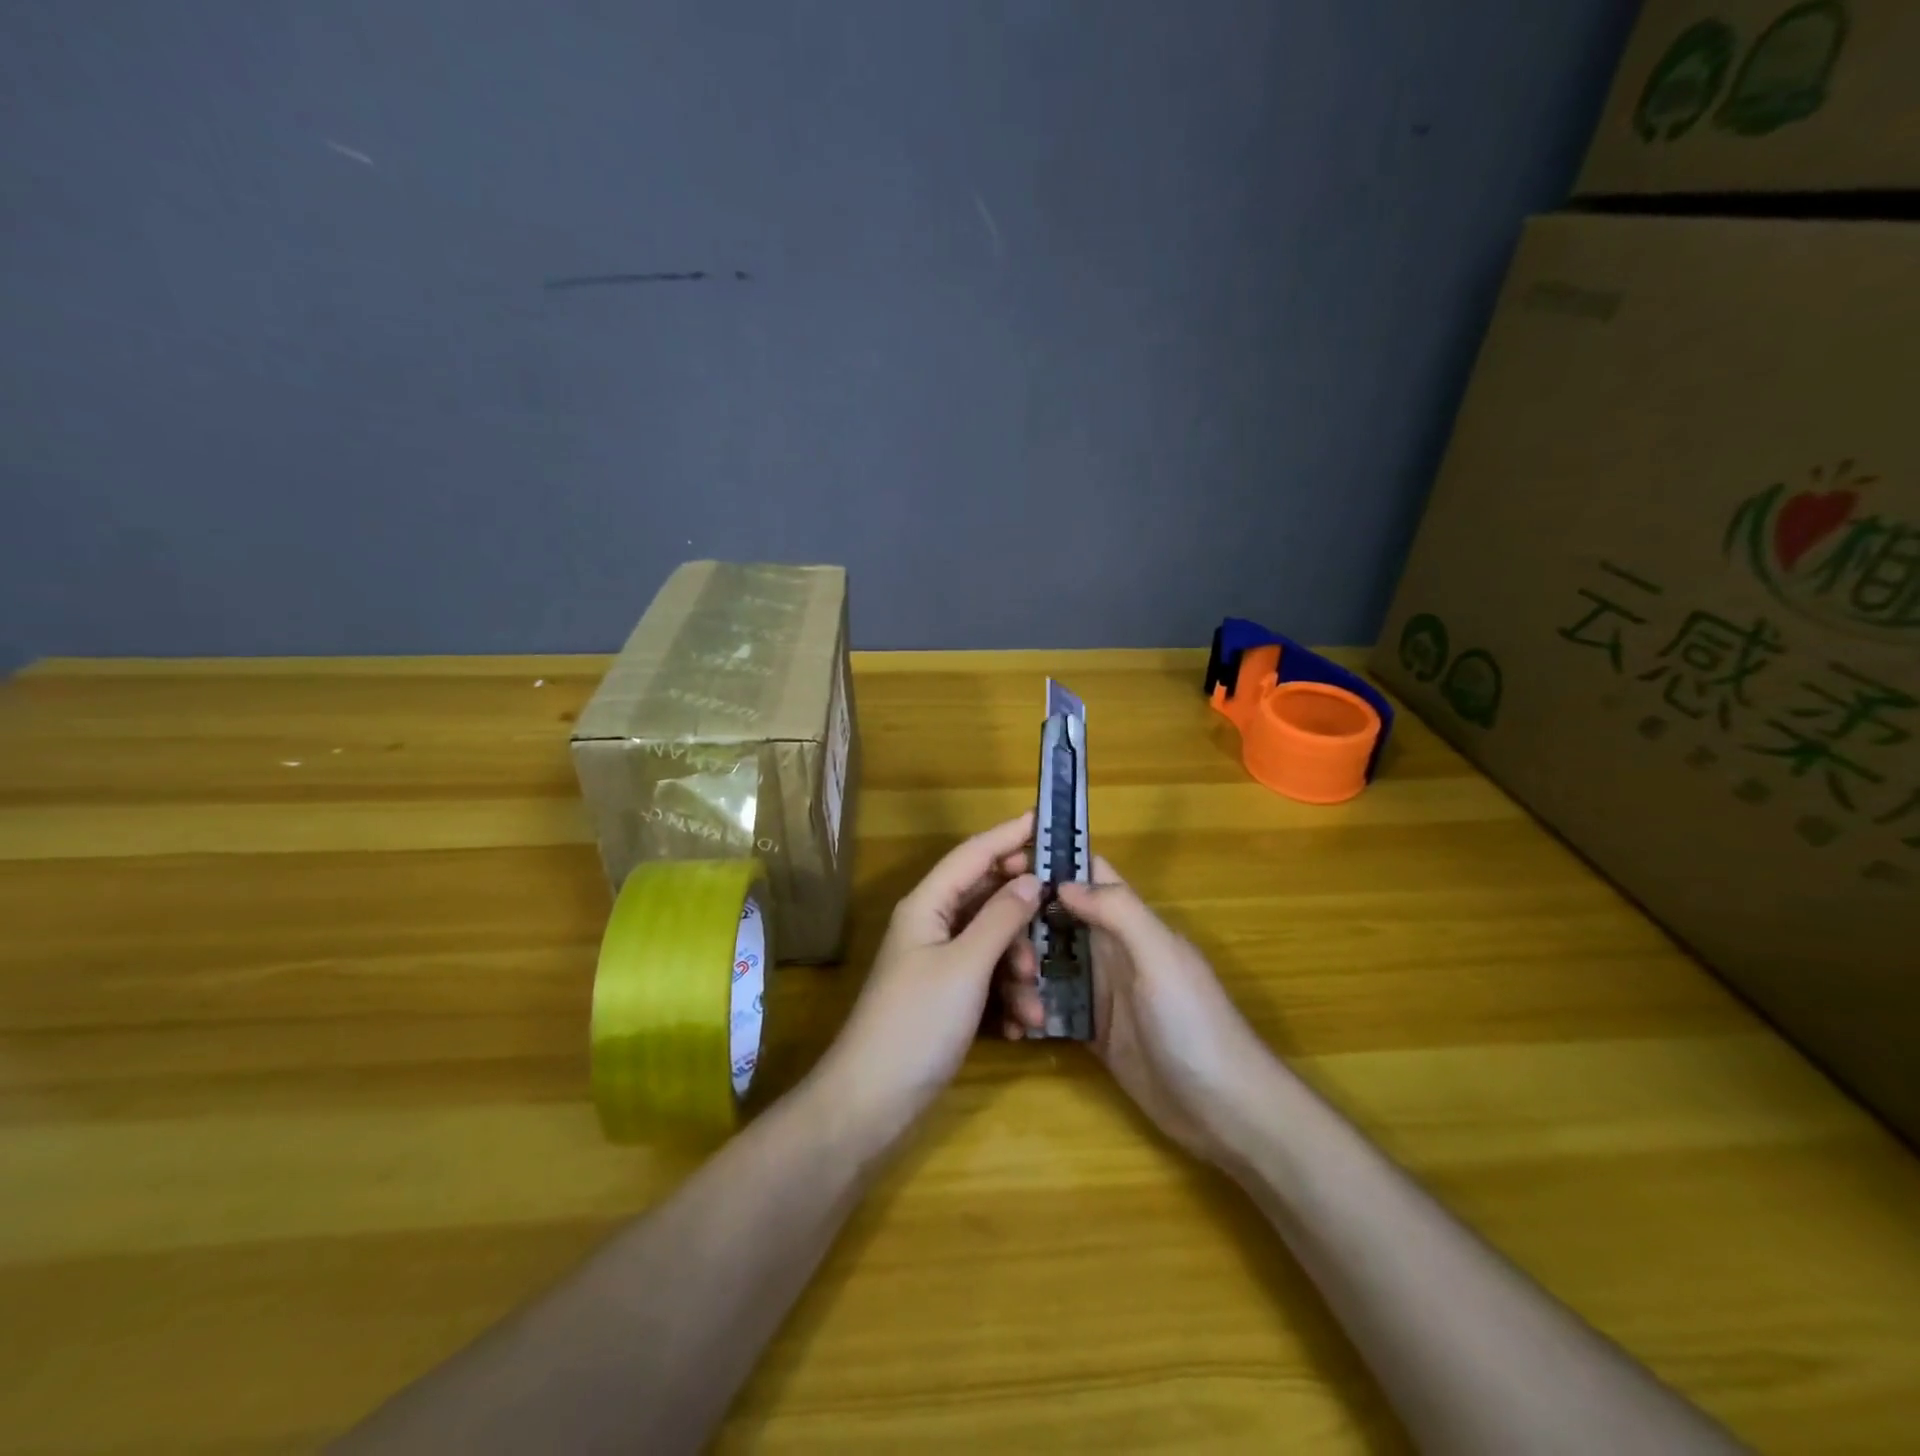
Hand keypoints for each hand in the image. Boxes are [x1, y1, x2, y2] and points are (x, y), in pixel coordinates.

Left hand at [817, 812, 1039, 1143]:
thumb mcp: (966, 967)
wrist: (872, 1101)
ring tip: (1033, 1006)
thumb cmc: (917, 1023)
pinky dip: (1006, 998)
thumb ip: (1001, 919)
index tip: (1045, 820)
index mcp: (928, 905)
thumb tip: (1031, 879)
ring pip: (992, 945)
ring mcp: (938, 963)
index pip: (973, 854)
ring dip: (1019, 971)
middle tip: (1058, 925)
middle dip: (1023, 918)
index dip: (1008, 835)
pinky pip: (986, 980)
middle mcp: (932, 925)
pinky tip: (1020, 1028)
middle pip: (987, 899)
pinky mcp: (946, 997)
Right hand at [1000, 856, 1276, 1163]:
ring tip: (1013, 1002)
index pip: (1091, 875)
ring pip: (1048, 964)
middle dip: (1024, 927)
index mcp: (1131, 924)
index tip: (1004, 864)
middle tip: (999, 951)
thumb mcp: (1161, 958)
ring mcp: (1101, 993)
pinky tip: (1013, 1026)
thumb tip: (1062, 882)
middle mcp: (1112, 951)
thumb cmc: (1195, 1024)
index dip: (1053, 862)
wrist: (1224, 1112)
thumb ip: (1119, 913)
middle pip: (1057, 920)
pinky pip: (1051, 1008)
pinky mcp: (1092, 1032)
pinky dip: (1029, 1011)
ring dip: (1024, 974)